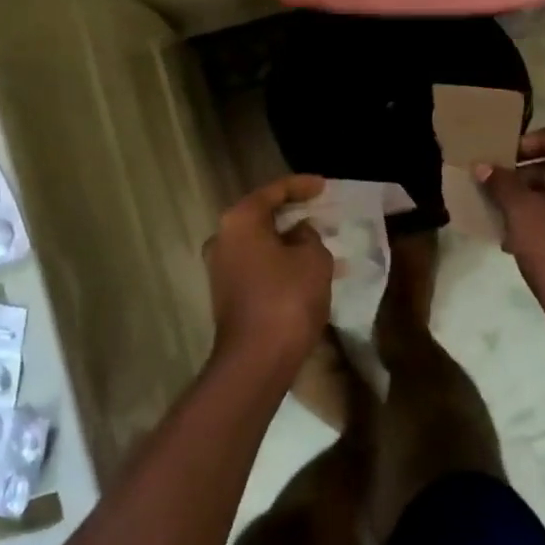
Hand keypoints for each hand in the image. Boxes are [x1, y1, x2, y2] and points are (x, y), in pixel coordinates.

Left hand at [205, 175, 332, 375]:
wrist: (256, 359)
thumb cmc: (287, 299)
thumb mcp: (313, 259)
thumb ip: (309, 236)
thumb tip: (298, 234)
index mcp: (240, 221)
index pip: (273, 191)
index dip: (301, 186)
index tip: (324, 185)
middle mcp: (222, 238)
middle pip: (261, 215)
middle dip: (293, 213)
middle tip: (321, 211)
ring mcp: (220, 268)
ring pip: (260, 243)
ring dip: (287, 241)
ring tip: (319, 242)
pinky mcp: (226, 293)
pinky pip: (257, 265)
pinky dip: (279, 261)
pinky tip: (304, 269)